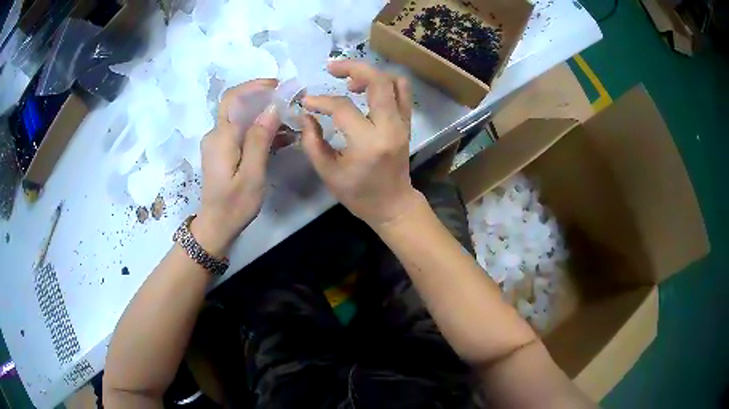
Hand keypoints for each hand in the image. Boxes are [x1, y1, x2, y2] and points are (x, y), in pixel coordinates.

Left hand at [192, 79, 280, 255]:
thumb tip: (272, 108)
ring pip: (242, 118)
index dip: (254, 86)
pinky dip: (260, 130)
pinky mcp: (223, 151)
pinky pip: (242, 132)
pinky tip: (280, 138)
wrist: (216, 226)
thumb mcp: (252, 175)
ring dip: (265, 116)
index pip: (233, 98)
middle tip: (291, 104)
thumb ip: (259, 140)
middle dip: (265, 100)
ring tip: (292, 124)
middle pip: (239, 105)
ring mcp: (218, 142)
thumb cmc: (234, 205)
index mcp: (221, 137)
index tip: (278, 86)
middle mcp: (216, 134)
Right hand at [300, 60, 421, 226]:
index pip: (343, 108)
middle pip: (377, 81)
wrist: (393, 204)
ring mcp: (403, 123)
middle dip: (352, 67)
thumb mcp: (328, 173)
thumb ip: (312, 142)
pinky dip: (385, 82)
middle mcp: (390, 127)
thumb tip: (305, 115)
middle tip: (332, 69)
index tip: (306, 102)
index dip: (321, 101)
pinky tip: (367, 88)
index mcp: (368, 143)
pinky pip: (402, 92)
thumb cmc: (359, 194)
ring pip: (394, 81)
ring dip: (371, 74)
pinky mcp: (407, 123)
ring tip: (350, 81)